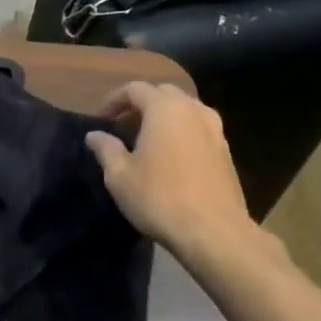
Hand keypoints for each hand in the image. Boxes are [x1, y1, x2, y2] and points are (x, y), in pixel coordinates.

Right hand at [85, 82, 267, 271]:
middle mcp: (193, 110)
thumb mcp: (119, 175)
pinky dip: (181, 131)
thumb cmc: (159, 198)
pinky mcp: (226, 150)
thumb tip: (94, 135)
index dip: (114, 100)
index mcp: (164, 109)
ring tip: (147, 139)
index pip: (135, 89)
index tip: (101, 119)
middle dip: (141, 104)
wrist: (213, 231)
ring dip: (163, 117)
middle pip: (163, 93)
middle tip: (122, 126)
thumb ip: (106, 149)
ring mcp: (215, 129)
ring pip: (185, 109)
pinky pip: (198, 128)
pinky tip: (170, 156)